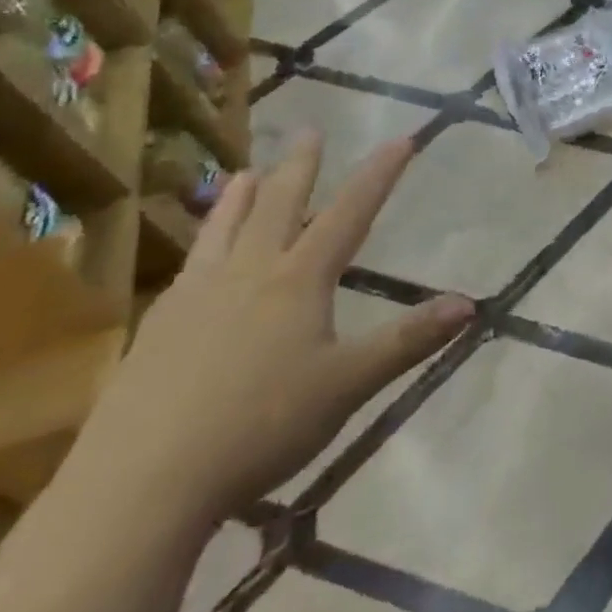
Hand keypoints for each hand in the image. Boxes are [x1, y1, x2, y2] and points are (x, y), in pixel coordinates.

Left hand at [71, 133, 474, 529]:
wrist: (142, 481)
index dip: (379, 175)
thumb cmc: (261, 426)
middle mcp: (248, 273)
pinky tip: (197, 260)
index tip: (401, 139)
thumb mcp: (348, 385)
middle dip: (301, 166)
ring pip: (224, 229)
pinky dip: (202, 243)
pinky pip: (189, 266)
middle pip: (279, 205)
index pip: (349, 213)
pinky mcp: (157, 328)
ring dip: (240, 196)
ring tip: (245, 172)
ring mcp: (196, 296)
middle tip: (309, 130)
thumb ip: (408, 341)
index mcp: (298, 280)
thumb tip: (469, 305)